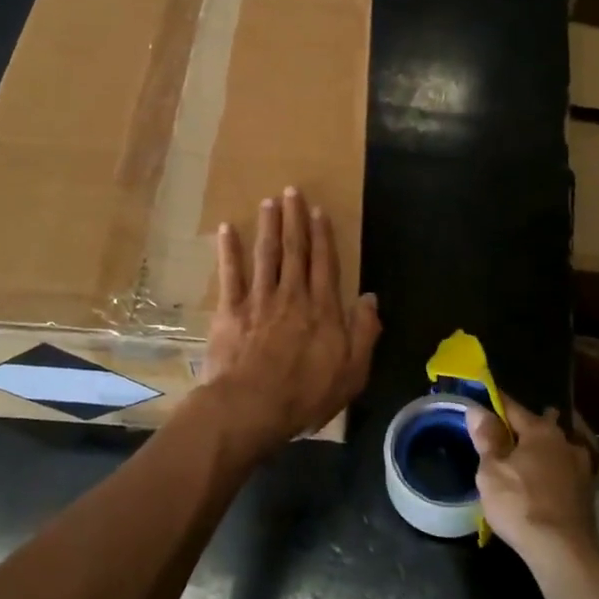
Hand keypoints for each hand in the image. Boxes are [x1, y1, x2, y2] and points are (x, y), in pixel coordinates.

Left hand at [201, 187, 380, 447]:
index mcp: (322, 310)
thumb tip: (370, 298)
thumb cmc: (305, 396)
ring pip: (265, 254)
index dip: (322, 235)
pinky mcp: (230, 311)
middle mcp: (292, 296)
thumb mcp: (352, 373)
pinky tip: (227, 229)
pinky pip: (230, 274)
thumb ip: (364, 333)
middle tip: (292, 191)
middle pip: (294, 251)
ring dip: (267, 226)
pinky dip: (229, 250)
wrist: (251, 408)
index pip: (324, 264)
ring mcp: (259, 300)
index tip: (318, 211)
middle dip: (294, 219)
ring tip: (268, 202)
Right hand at [467, 395, 598, 565]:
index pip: (513, 407)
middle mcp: (565, 442)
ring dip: (540, 449)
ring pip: (554, 448)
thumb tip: (477, 409)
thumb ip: (486, 438)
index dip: (494, 403)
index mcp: (541, 431)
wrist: (563, 552)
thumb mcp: (492, 471)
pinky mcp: (586, 493)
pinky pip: (562, 470)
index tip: (481, 400)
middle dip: (523, 426)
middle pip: (539, 425)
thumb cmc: (520, 504)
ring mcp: (581, 468)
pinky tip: (540, 480)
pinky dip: (550, 470)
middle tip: (504, 432)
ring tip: (522, 457)